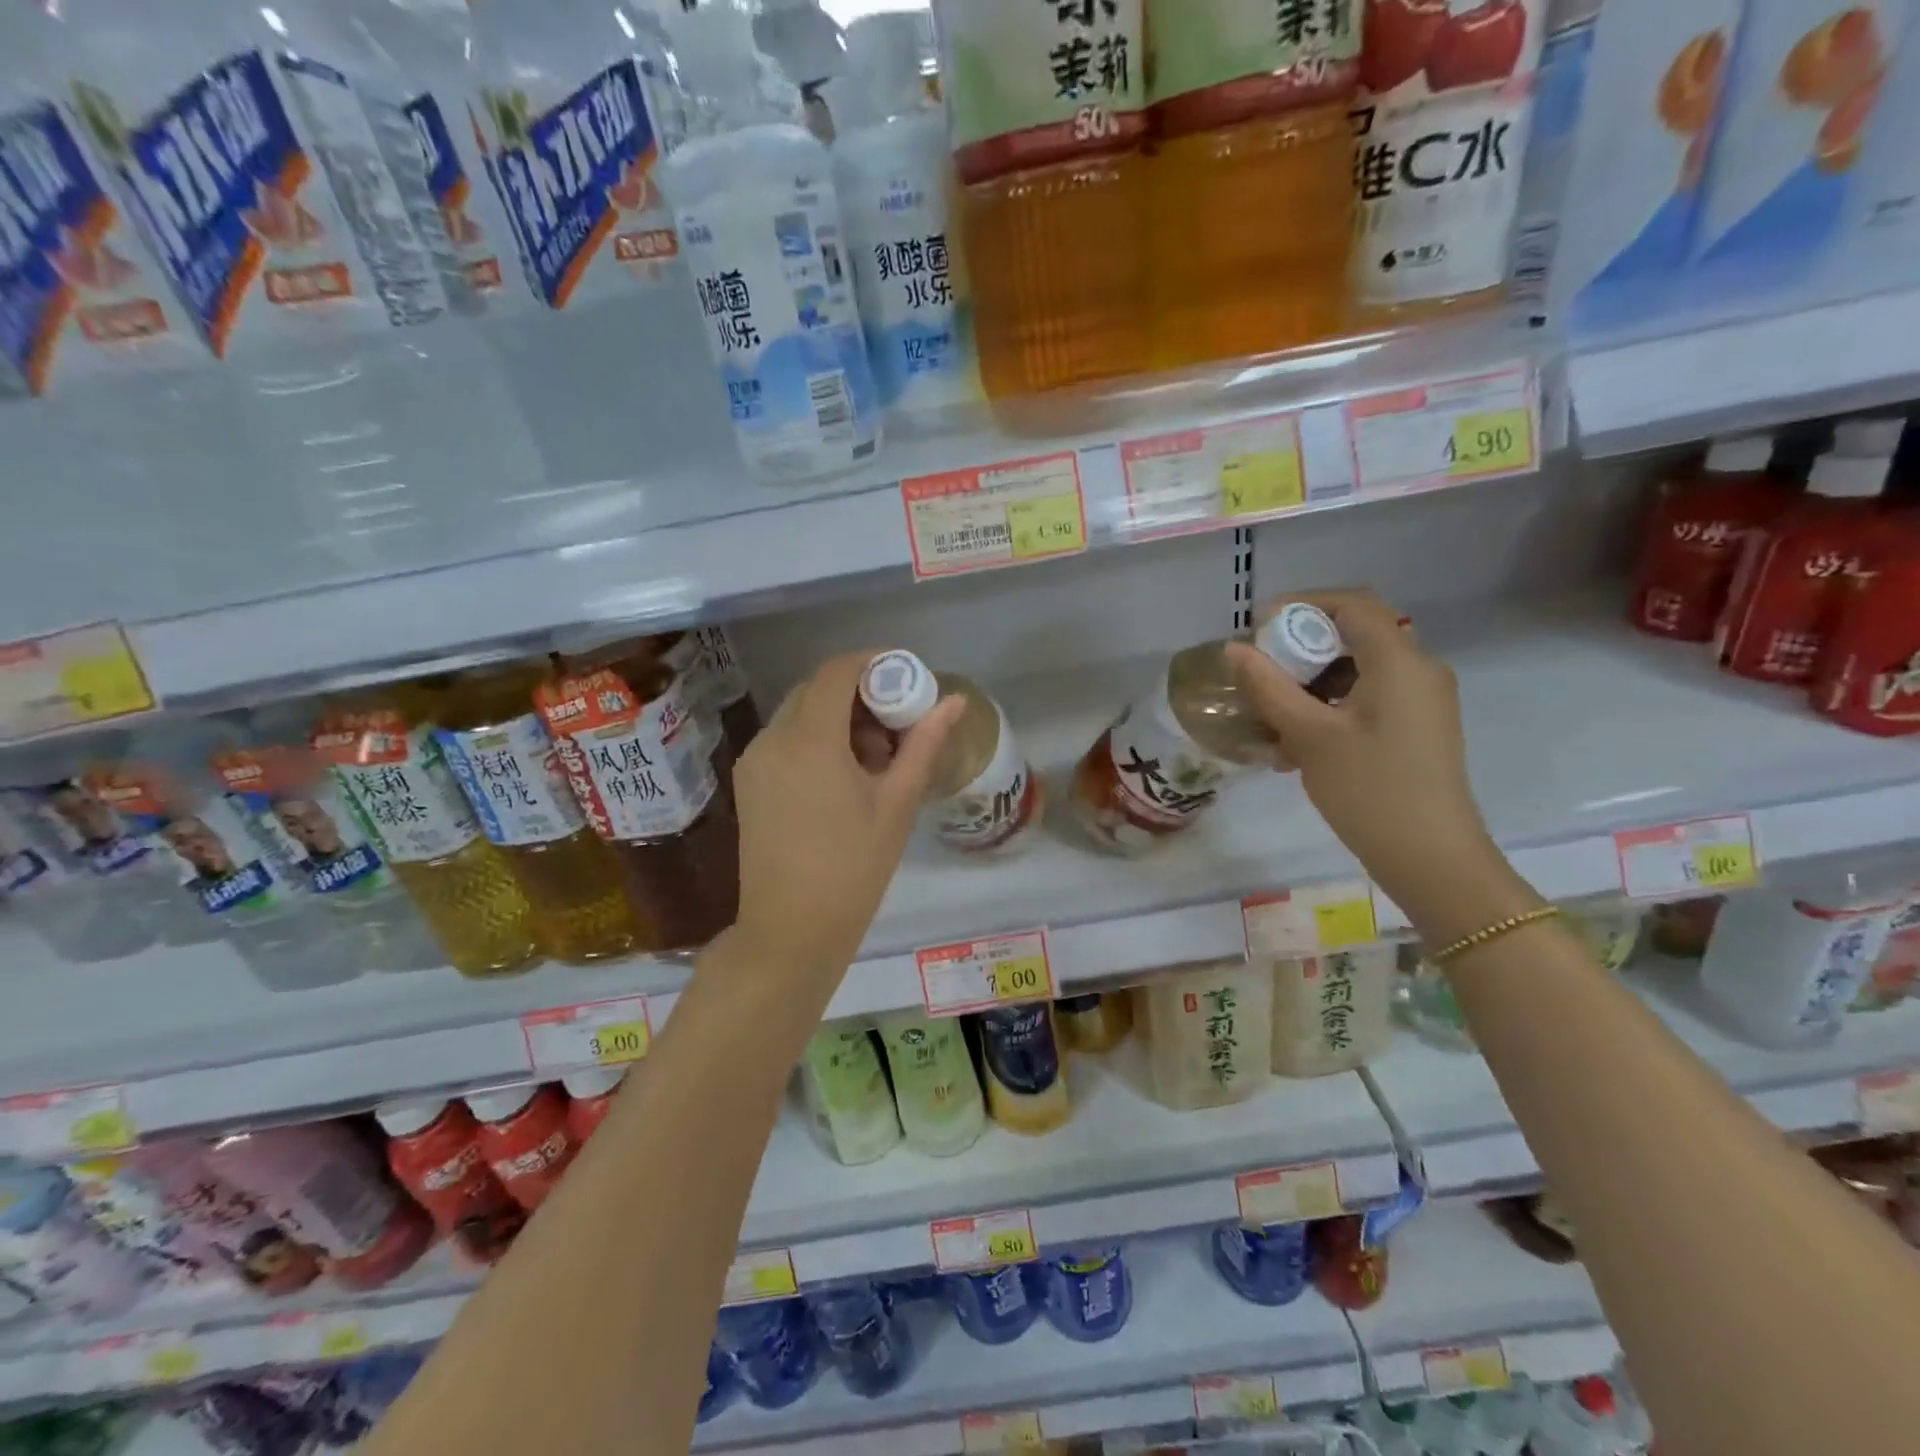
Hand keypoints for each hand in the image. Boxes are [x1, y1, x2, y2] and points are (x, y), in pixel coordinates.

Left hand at [730, 650, 964, 979]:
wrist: (791, 931)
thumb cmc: (853, 868)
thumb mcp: (897, 802)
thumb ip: (924, 743)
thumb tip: (954, 702)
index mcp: (809, 739)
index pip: (838, 671)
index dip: (874, 662)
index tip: (908, 679)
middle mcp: (772, 738)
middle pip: (818, 689)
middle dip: (860, 694)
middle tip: (898, 725)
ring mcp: (754, 760)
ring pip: (800, 713)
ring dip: (839, 718)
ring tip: (875, 759)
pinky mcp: (748, 782)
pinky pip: (786, 739)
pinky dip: (817, 739)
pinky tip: (843, 777)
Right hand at [1226, 591, 1518, 928]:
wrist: (1431, 859)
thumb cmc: (1370, 790)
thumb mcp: (1309, 736)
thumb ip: (1269, 687)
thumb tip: (1234, 649)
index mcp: (1400, 662)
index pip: (1353, 605)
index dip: (1302, 604)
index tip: (1258, 626)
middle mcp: (1418, 671)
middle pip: (1353, 636)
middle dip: (1299, 650)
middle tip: (1258, 673)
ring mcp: (1420, 702)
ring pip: (1355, 672)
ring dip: (1308, 685)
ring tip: (1269, 719)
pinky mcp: (1414, 729)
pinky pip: (1366, 700)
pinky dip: (1327, 709)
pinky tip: (1293, 747)